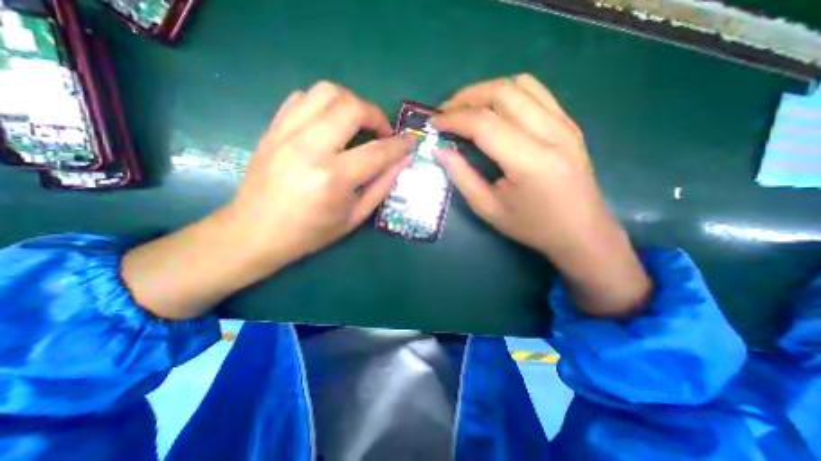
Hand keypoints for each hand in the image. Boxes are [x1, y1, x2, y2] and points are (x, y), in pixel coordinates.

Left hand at [225, 81, 410, 269]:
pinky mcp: (272, 129)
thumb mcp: (354, 217)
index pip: (377, 152)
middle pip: (352, 107)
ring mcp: (287, 134)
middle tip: (381, 134)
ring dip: (351, 103)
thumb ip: (382, 187)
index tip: (410, 141)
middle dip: (376, 116)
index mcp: (334, 178)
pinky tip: (329, 124)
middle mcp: (310, 148)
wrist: (255, 232)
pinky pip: (302, 98)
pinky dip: (324, 104)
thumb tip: (403, 161)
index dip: (399, 145)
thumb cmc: (310, 232)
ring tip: (357, 124)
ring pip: (326, 92)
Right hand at [432, 73, 651, 314]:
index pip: (484, 123)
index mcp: (530, 161)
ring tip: (465, 108)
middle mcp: (551, 133)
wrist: (582, 231)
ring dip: (485, 91)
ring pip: (519, 84)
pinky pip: (536, 91)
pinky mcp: (569, 123)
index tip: (433, 124)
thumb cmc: (532, 227)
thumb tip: (440, 151)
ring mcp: (564, 123)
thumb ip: (462, 177)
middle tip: (444, 112)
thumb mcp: (489, 209)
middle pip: (501, 93)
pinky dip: (508, 92)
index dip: (453, 119)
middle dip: (465, 97)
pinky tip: (495, 110)